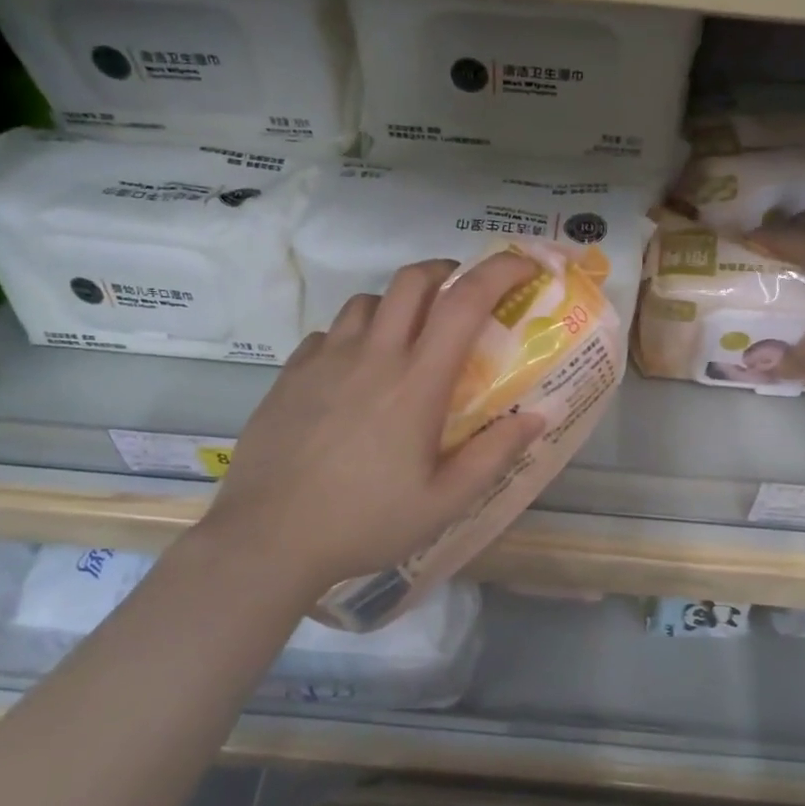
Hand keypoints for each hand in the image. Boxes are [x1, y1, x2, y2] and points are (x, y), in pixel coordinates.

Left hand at [204, 253, 544, 592]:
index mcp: (416, 382)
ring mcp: (326, 359)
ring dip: (397, 304)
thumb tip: (536, 418)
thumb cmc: (364, 521)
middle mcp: (372, 355)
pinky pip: (330, 332)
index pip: (464, 302)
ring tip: (406, 337)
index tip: (523, 267)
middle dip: (445, 271)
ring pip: (367, 301)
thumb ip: (493, 455)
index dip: (499, 271)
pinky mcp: (291, 373)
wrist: (268, 538)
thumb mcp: (443, 502)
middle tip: (460, 294)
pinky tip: (354, 371)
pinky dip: (354, 335)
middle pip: (411, 280)